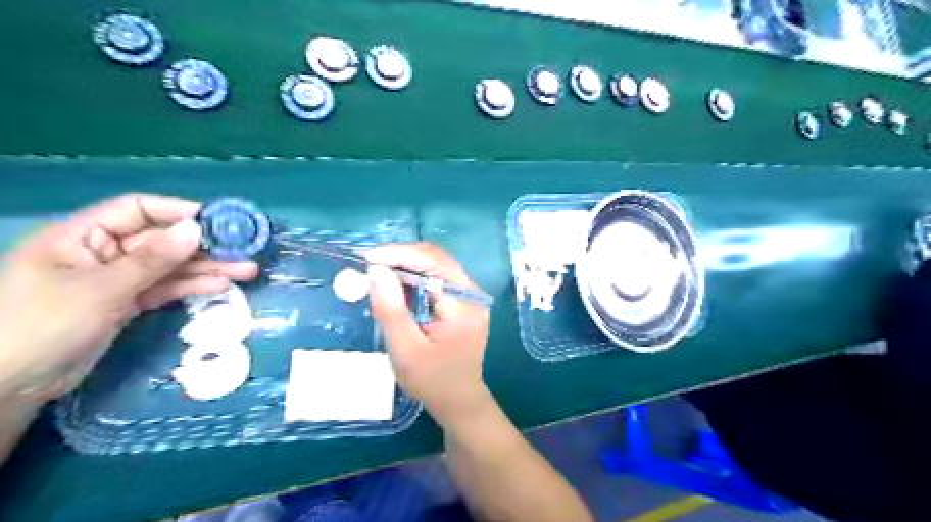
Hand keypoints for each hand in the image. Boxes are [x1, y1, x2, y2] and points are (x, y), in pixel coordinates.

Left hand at [0, 195, 256, 400]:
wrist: (10, 385)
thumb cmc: (43, 325)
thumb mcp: (101, 288)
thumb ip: (152, 260)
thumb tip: (195, 229)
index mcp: (82, 236)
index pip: (136, 210)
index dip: (177, 212)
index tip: (216, 221)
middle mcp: (103, 252)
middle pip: (161, 241)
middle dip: (203, 246)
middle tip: (243, 250)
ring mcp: (116, 279)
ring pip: (169, 267)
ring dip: (206, 268)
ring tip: (245, 271)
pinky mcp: (126, 303)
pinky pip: (165, 289)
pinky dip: (191, 288)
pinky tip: (220, 287)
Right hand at [366, 242, 493, 426]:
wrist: (459, 402)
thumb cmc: (433, 382)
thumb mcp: (406, 350)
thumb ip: (391, 310)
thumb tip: (376, 270)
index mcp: (465, 303)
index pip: (434, 262)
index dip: (400, 254)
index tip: (367, 258)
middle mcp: (472, 293)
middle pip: (436, 260)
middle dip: (400, 256)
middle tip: (367, 263)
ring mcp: (468, 297)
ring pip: (435, 266)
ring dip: (405, 265)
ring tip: (375, 271)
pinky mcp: (461, 303)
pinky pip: (436, 280)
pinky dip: (413, 278)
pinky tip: (394, 284)